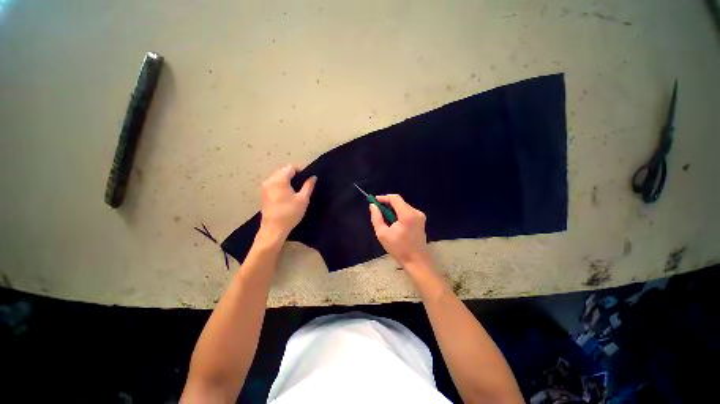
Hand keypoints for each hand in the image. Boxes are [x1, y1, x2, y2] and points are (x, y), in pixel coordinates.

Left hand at [258, 164, 315, 241]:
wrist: (274, 229)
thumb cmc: (290, 213)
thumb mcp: (303, 199)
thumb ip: (308, 186)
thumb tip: (313, 177)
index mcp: (279, 180)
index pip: (291, 167)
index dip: (300, 171)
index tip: (306, 180)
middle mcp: (270, 180)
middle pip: (283, 171)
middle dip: (293, 175)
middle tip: (302, 185)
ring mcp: (265, 187)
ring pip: (277, 177)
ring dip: (287, 180)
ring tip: (295, 190)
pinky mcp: (263, 194)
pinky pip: (273, 183)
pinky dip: (281, 185)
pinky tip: (287, 195)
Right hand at [369, 194, 431, 268]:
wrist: (417, 261)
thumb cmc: (399, 249)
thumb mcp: (383, 234)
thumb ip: (376, 218)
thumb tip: (373, 206)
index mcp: (407, 215)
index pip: (395, 198)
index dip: (383, 197)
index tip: (374, 201)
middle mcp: (415, 212)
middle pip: (399, 202)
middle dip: (387, 204)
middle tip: (377, 211)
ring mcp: (420, 216)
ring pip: (403, 206)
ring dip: (393, 209)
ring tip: (385, 219)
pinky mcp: (421, 220)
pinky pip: (407, 212)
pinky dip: (399, 214)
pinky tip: (394, 223)